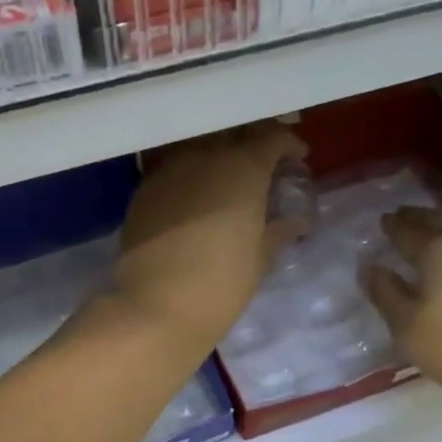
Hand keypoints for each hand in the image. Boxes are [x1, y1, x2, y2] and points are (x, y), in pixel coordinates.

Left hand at [112, 122, 306, 354]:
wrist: (155, 306)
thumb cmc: (221, 283)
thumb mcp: (260, 257)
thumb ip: (279, 230)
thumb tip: (296, 220)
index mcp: (243, 167)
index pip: (272, 137)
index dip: (288, 144)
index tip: (297, 159)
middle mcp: (205, 156)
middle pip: (234, 134)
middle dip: (253, 145)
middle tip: (264, 167)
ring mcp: (169, 170)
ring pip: (200, 148)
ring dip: (218, 157)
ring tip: (228, 182)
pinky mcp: (144, 190)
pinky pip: (174, 170)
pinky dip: (191, 176)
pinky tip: (195, 199)